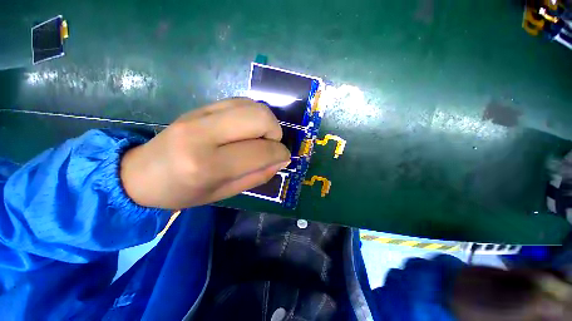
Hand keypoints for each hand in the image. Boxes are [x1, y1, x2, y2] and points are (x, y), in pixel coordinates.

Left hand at [120, 98, 290, 208]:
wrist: (141, 173)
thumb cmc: (184, 192)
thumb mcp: (225, 193)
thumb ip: (258, 176)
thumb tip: (282, 160)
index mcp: (208, 165)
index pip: (261, 151)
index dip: (280, 153)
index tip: (284, 157)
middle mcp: (204, 133)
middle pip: (260, 117)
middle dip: (275, 132)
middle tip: (271, 145)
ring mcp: (200, 114)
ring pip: (253, 105)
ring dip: (266, 122)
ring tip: (259, 138)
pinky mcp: (201, 106)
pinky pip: (240, 101)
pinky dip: (253, 114)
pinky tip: (247, 128)